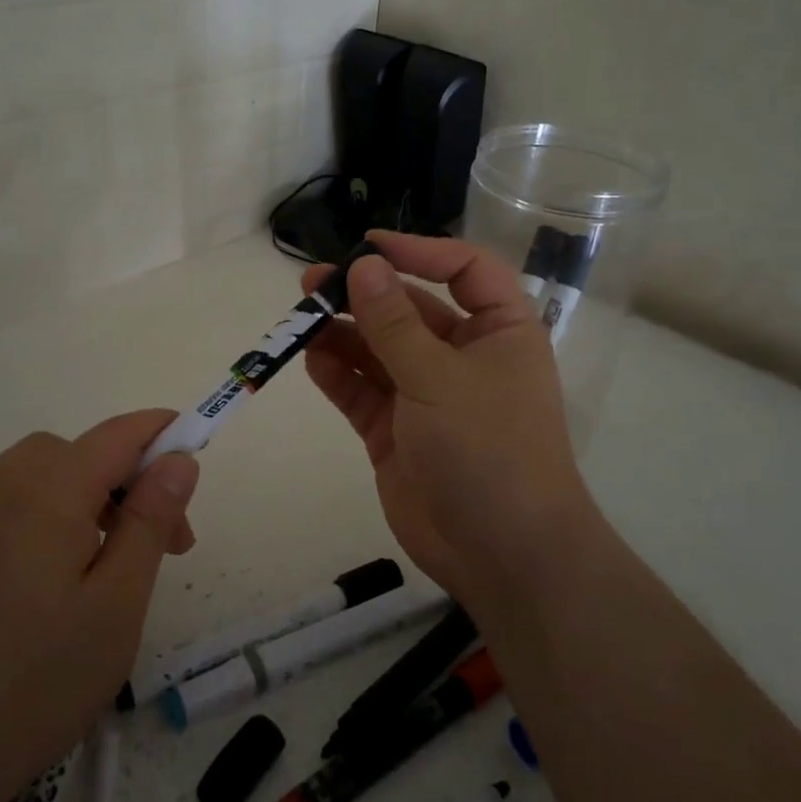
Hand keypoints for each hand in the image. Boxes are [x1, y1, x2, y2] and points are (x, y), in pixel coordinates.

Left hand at [0, 410, 199, 801]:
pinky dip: (45, 505)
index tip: (198, 456)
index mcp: (50, 489)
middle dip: (131, 481)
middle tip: (164, 545)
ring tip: (108, 560)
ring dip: (89, 492)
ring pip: (45, 470)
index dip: (163, 433)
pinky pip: (8, 495)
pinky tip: (48, 561)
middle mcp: (4, 484)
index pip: (119, 434)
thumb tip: (179, 458)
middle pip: (84, 451)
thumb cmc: (37, 681)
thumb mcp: (118, 602)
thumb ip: (150, 520)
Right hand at [303, 232, 595, 606]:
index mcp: (499, 332)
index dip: (419, 251)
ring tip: (300, 317)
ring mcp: (426, 395)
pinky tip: (310, 358)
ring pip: (379, 350)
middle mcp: (463, 356)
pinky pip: (362, 391)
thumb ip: (394, 323)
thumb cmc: (487, 448)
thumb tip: (362, 266)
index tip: (368, 246)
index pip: (464, 270)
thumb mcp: (439, 377)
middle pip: (411, 308)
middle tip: (313, 282)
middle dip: (365, 294)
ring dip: (342, 332)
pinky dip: (338, 374)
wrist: (500, 554)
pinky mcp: (395, 431)